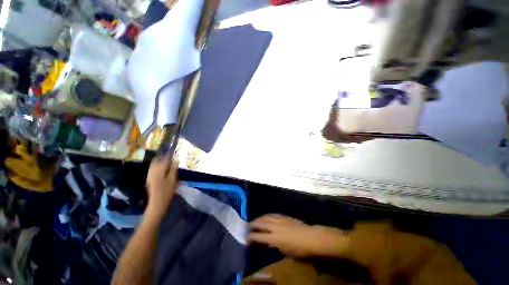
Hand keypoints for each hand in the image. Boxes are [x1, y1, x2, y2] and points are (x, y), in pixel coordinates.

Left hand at [145, 158, 178, 218]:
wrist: (156, 204)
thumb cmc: (166, 192)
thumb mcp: (173, 180)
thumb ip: (174, 169)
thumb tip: (176, 160)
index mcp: (158, 170)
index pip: (163, 158)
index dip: (168, 154)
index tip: (173, 151)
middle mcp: (152, 171)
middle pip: (156, 160)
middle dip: (163, 157)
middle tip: (171, 155)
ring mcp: (149, 175)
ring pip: (154, 165)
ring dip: (160, 161)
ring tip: (168, 161)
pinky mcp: (149, 180)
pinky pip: (153, 169)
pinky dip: (158, 167)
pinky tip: (163, 169)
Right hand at [248, 214, 347, 257]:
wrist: (310, 237)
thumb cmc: (299, 249)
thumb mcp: (285, 251)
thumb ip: (275, 245)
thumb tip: (269, 241)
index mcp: (274, 238)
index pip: (258, 236)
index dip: (251, 237)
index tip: (246, 238)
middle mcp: (274, 227)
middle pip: (260, 224)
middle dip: (252, 225)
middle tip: (247, 226)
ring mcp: (279, 219)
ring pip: (265, 217)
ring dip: (258, 219)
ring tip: (254, 221)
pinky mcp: (283, 216)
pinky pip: (272, 214)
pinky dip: (266, 215)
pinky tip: (265, 216)